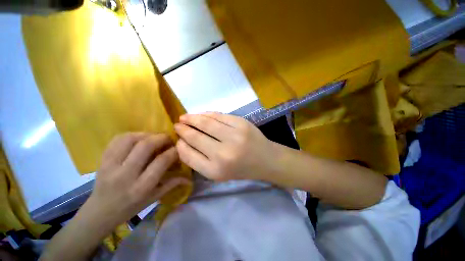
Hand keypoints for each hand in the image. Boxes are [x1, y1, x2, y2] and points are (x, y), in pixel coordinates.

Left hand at [84, 133, 189, 228]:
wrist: (100, 212)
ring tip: (154, 138)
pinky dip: (131, 135)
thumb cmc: (130, 207)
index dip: (173, 151)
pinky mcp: (102, 160)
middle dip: (161, 138)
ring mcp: (110, 166)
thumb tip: (189, 178)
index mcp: (141, 187)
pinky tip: (139, 138)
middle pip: (145, 147)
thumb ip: (172, 184)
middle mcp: (125, 175)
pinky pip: (117, 140)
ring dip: (146, 134)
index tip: (179, 148)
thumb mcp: (154, 198)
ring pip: (130, 139)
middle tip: (168, 139)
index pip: (161, 161)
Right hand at [174, 112, 275, 180]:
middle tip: (177, 124)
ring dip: (192, 118)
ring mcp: (234, 136)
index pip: (188, 155)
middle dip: (183, 129)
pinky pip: (218, 115)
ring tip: (184, 117)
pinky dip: (207, 114)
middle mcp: (223, 154)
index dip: (180, 145)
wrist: (265, 159)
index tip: (177, 139)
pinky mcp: (241, 123)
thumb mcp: (218, 173)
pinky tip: (201, 115)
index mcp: (215, 171)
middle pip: (195, 136)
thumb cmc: (241, 169)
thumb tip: (183, 143)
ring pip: (205, 122)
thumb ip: (199, 160)